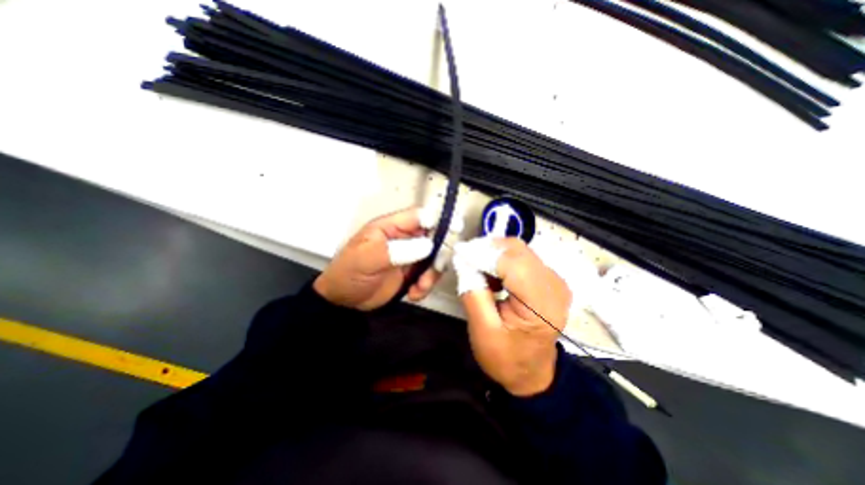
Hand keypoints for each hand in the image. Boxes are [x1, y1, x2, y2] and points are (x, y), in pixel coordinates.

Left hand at [315, 205, 441, 309]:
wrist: (344, 301)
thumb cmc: (349, 273)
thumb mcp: (368, 258)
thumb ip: (397, 250)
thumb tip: (428, 246)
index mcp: (391, 227)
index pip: (420, 216)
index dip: (438, 219)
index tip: (454, 229)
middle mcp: (404, 239)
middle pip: (434, 237)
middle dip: (438, 254)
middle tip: (433, 270)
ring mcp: (410, 256)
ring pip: (435, 258)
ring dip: (432, 274)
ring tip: (419, 287)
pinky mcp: (412, 273)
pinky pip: (429, 275)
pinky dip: (425, 286)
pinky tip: (413, 293)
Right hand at [453, 236, 573, 395]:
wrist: (532, 373)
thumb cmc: (506, 358)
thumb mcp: (482, 331)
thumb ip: (472, 292)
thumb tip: (463, 260)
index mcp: (542, 304)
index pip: (511, 264)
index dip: (483, 254)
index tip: (458, 253)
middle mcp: (554, 285)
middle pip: (517, 250)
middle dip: (487, 250)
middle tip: (465, 261)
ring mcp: (554, 279)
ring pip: (518, 250)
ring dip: (493, 255)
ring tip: (477, 272)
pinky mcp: (548, 278)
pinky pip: (521, 257)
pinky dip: (502, 260)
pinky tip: (492, 276)